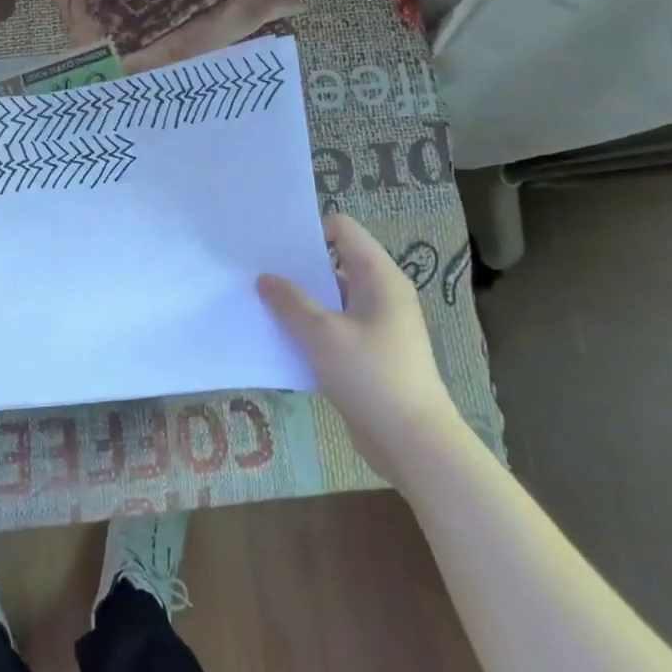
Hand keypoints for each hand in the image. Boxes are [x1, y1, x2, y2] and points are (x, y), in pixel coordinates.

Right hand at [257, 214, 459, 477]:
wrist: (413, 441)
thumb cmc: (370, 375)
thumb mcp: (321, 335)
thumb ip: (289, 302)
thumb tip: (265, 278)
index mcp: (379, 277)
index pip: (343, 230)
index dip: (309, 231)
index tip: (274, 248)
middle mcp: (382, 293)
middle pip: (335, 263)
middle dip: (297, 269)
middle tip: (258, 276)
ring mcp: (378, 324)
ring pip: (332, 299)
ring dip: (301, 303)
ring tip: (263, 307)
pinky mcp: (372, 353)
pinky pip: (336, 327)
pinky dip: (312, 329)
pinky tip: (284, 340)